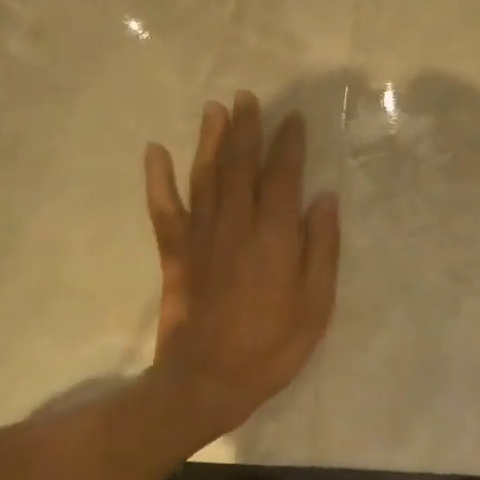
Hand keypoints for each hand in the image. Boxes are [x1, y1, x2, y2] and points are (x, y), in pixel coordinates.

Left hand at [143, 92, 340, 446]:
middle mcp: (236, 224)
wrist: (206, 381)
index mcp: (274, 236)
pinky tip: (155, 151)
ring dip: (209, 139)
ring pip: (205, 176)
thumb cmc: (271, 347)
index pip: (282, 176)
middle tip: (248, 97)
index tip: (293, 119)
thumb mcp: (315, 305)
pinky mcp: (174, 252)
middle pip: (240, 165)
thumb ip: (321, 249)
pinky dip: (158, 178)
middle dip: (246, 128)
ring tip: (214, 109)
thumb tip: (324, 199)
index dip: (288, 144)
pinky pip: (163, 207)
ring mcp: (200, 236)